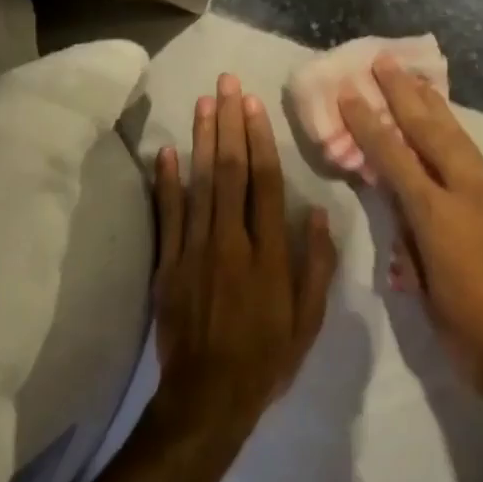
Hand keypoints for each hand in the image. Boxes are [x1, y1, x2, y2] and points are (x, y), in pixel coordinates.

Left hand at [150, 73, 337, 444]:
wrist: (208, 397)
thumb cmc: (267, 358)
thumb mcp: (309, 319)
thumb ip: (315, 264)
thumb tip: (316, 211)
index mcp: (268, 253)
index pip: (264, 183)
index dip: (258, 140)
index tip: (252, 104)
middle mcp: (230, 242)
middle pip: (229, 172)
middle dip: (228, 124)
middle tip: (225, 83)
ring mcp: (194, 251)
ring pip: (199, 185)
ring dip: (200, 140)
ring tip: (202, 102)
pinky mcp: (168, 266)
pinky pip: (167, 216)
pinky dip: (166, 183)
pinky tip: (166, 152)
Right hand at [338, 57, 482, 392]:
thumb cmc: (467, 331)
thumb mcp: (423, 285)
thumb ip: (410, 236)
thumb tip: (402, 204)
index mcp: (440, 217)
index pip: (396, 160)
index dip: (370, 126)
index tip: (351, 94)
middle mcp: (473, 195)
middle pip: (433, 133)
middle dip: (406, 95)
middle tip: (385, 62)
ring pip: (463, 142)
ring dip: (436, 110)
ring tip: (416, 81)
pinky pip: (482, 168)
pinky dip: (459, 147)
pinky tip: (450, 142)